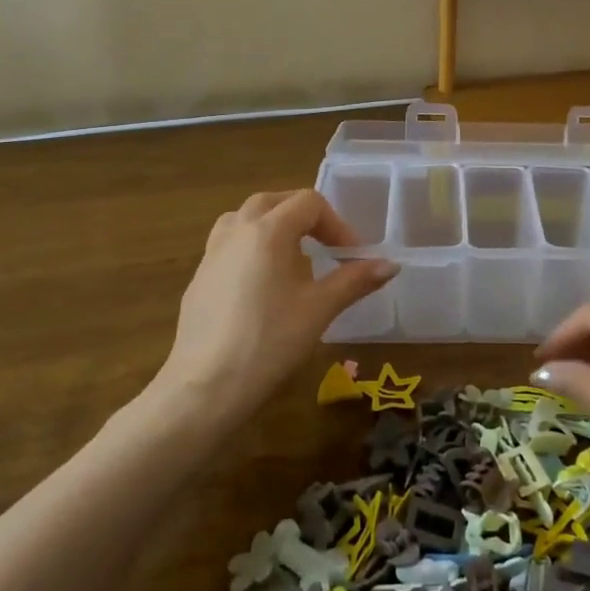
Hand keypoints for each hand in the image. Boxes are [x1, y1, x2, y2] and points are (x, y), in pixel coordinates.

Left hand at [152, 189, 396, 426]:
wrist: (205, 388)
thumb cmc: (270, 342)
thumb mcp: (320, 309)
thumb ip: (355, 280)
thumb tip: (391, 265)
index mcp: (267, 231)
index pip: (308, 203)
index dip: (336, 224)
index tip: (351, 256)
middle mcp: (236, 231)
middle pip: (273, 202)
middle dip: (304, 217)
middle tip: (325, 246)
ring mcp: (211, 254)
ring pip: (244, 219)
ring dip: (272, 226)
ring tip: (292, 257)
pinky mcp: (198, 279)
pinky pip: (228, 246)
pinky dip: (250, 248)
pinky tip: (262, 286)